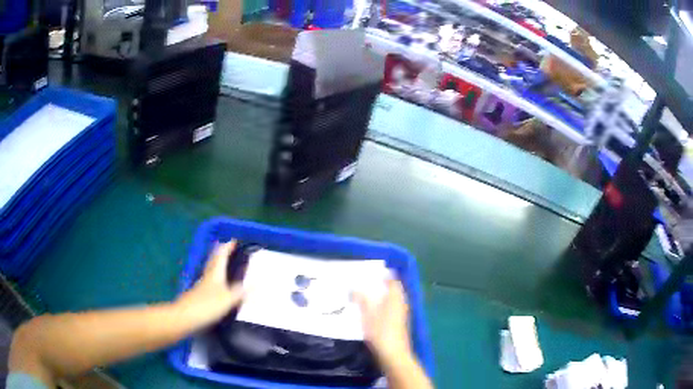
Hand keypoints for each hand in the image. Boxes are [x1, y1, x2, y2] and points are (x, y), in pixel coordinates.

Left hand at [175, 241, 243, 328]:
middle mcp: (207, 277)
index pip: (221, 256)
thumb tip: (257, 283)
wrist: (184, 317)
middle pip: (213, 261)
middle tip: (227, 247)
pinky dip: (215, 279)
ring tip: (224, 264)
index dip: (227, 247)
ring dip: (217, 265)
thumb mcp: (228, 299)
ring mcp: (201, 287)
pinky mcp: (198, 297)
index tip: (234, 240)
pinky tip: (217, 286)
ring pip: (210, 271)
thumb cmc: (207, 305)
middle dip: (220, 253)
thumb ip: (241, 292)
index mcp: (215, 273)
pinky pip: (209, 282)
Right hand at [354, 279, 411, 363]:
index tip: (372, 272)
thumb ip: (361, 300)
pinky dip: (384, 306)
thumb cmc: (380, 332)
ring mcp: (402, 314)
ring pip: (393, 300)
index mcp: (395, 298)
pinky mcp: (400, 323)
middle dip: (382, 285)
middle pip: (394, 290)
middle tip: (366, 283)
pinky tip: (373, 311)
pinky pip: (392, 308)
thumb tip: (354, 287)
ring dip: (383, 296)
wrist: (393, 354)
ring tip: (367, 296)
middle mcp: (401, 303)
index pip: (394, 281)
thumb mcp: (367, 315)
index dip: (385, 275)